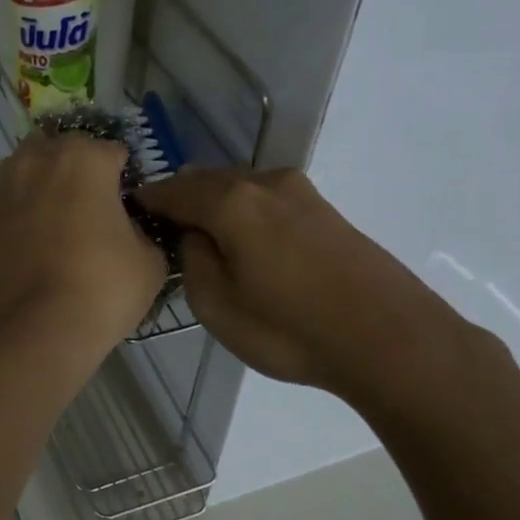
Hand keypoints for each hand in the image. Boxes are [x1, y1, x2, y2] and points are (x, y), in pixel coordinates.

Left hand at [0, 132, 167, 360]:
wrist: (26, 333)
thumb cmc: (98, 290)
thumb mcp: (149, 264)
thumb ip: (142, 233)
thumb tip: (129, 233)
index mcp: (83, 159)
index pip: (114, 152)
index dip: (126, 179)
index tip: (131, 207)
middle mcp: (36, 161)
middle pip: (65, 154)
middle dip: (81, 174)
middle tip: (97, 213)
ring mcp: (1, 191)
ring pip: (30, 176)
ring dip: (47, 191)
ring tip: (63, 230)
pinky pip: (10, 210)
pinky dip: (23, 221)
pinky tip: (37, 254)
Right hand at [135, 167, 468, 406]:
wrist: (389, 339)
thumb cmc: (290, 328)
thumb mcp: (217, 305)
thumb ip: (194, 260)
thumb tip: (196, 235)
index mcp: (232, 201)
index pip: (174, 190)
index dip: (149, 201)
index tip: (130, 212)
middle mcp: (267, 183)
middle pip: (209, 180)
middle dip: (183, 199)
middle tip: (165, 227)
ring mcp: (303, 194)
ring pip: (242, 189)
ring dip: (217, 205)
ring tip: (204, 236)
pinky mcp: (327, 212)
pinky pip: (269, 202)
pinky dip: (247, 214)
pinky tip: (247, 243)